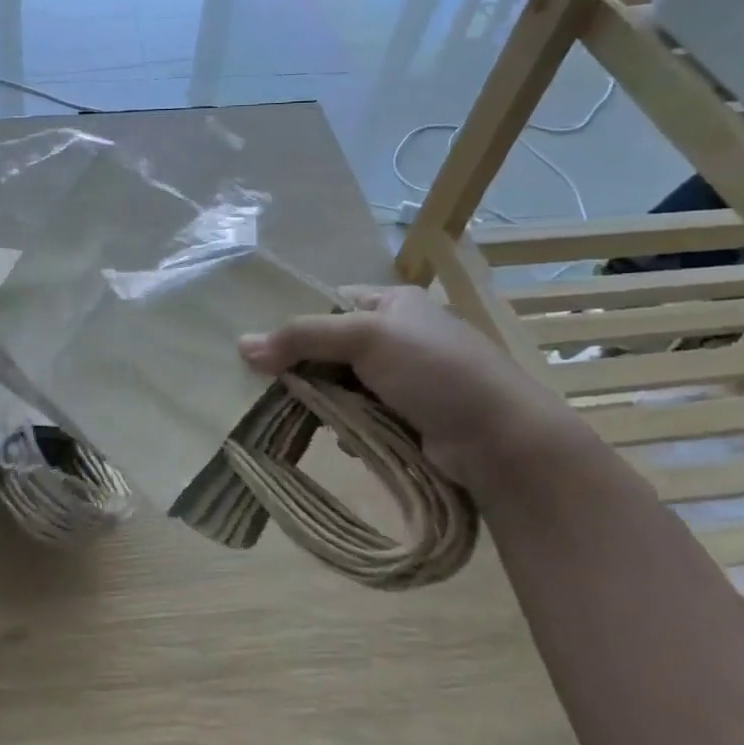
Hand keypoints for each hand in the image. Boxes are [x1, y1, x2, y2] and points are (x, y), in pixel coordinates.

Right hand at [239, 285, 579, 486]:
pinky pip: (360, 416)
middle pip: (331, 347)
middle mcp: (398, 336)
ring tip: (303, 415)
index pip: (330, 304)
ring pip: (341, 385)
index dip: (296, 323)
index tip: (263, 350)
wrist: (502, 441)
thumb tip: (241, 346)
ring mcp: (405, 380)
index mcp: (393, 303)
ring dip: (324, 401)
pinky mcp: (408, 418)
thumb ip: (303, 336)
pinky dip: (346, 425)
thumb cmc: (435, 372)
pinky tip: (342, 437)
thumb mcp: (366, 337)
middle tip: (272, 386)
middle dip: (305, 368)